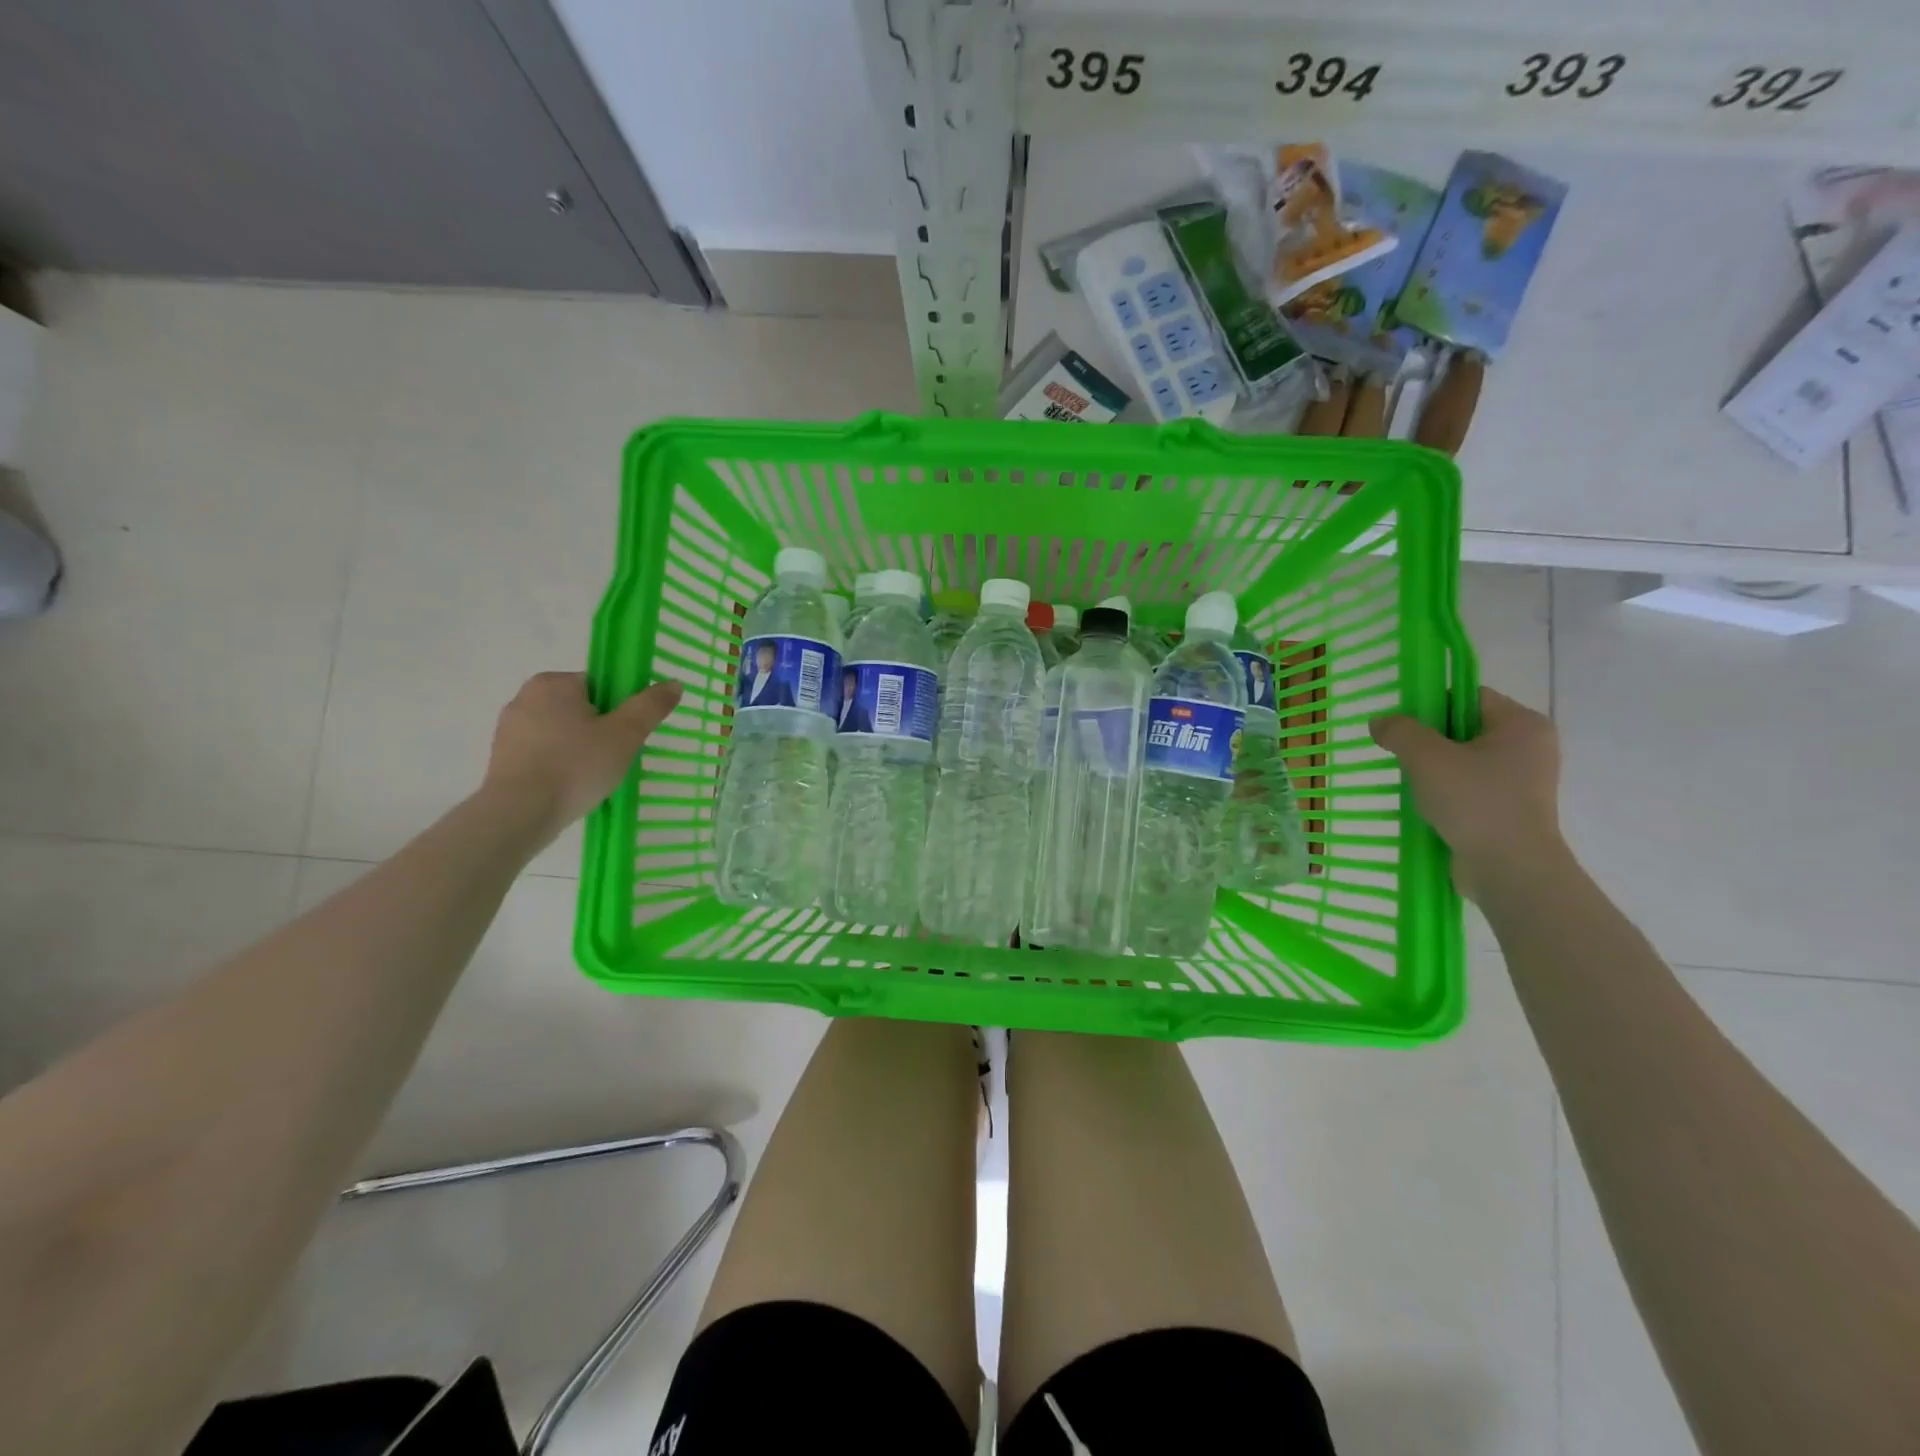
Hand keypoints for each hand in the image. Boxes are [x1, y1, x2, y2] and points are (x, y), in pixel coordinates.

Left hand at [482, 671, 682, 838]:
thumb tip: (674, 683)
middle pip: (581, 707)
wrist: (519, 813)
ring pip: (561, 731)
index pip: (600, 685)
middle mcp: (525, 696)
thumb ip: (650, 706)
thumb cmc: (575, 766)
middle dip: (600, 729)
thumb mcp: (625, 735)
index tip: (627, 735)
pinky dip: (559, 763)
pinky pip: (543, 752)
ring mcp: (509, 727)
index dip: (620, 708)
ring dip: (579, 748)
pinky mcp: (501, 756)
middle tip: (615, 757)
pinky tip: (569, 786)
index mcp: (553, 683)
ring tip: (592, 776)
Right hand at [1370, 687, 1565, 897]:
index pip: (1470, 697)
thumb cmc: (1475, 802)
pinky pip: (1473, 788)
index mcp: (1522, 724)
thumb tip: (1380, 722)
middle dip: (1430, 741)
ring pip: (1466, 761)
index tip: (1404, 727)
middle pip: (1466, 728)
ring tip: (1412, 784)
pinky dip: (1448, 793)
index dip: (1432, 705)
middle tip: (1403, 756)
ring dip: (1436, 769)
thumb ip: (1400, 732)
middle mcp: (1530, 747)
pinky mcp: (1514, 810)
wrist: (1511, 869)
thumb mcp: (1426, 758)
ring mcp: (1525, 781)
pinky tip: (1427, 806)